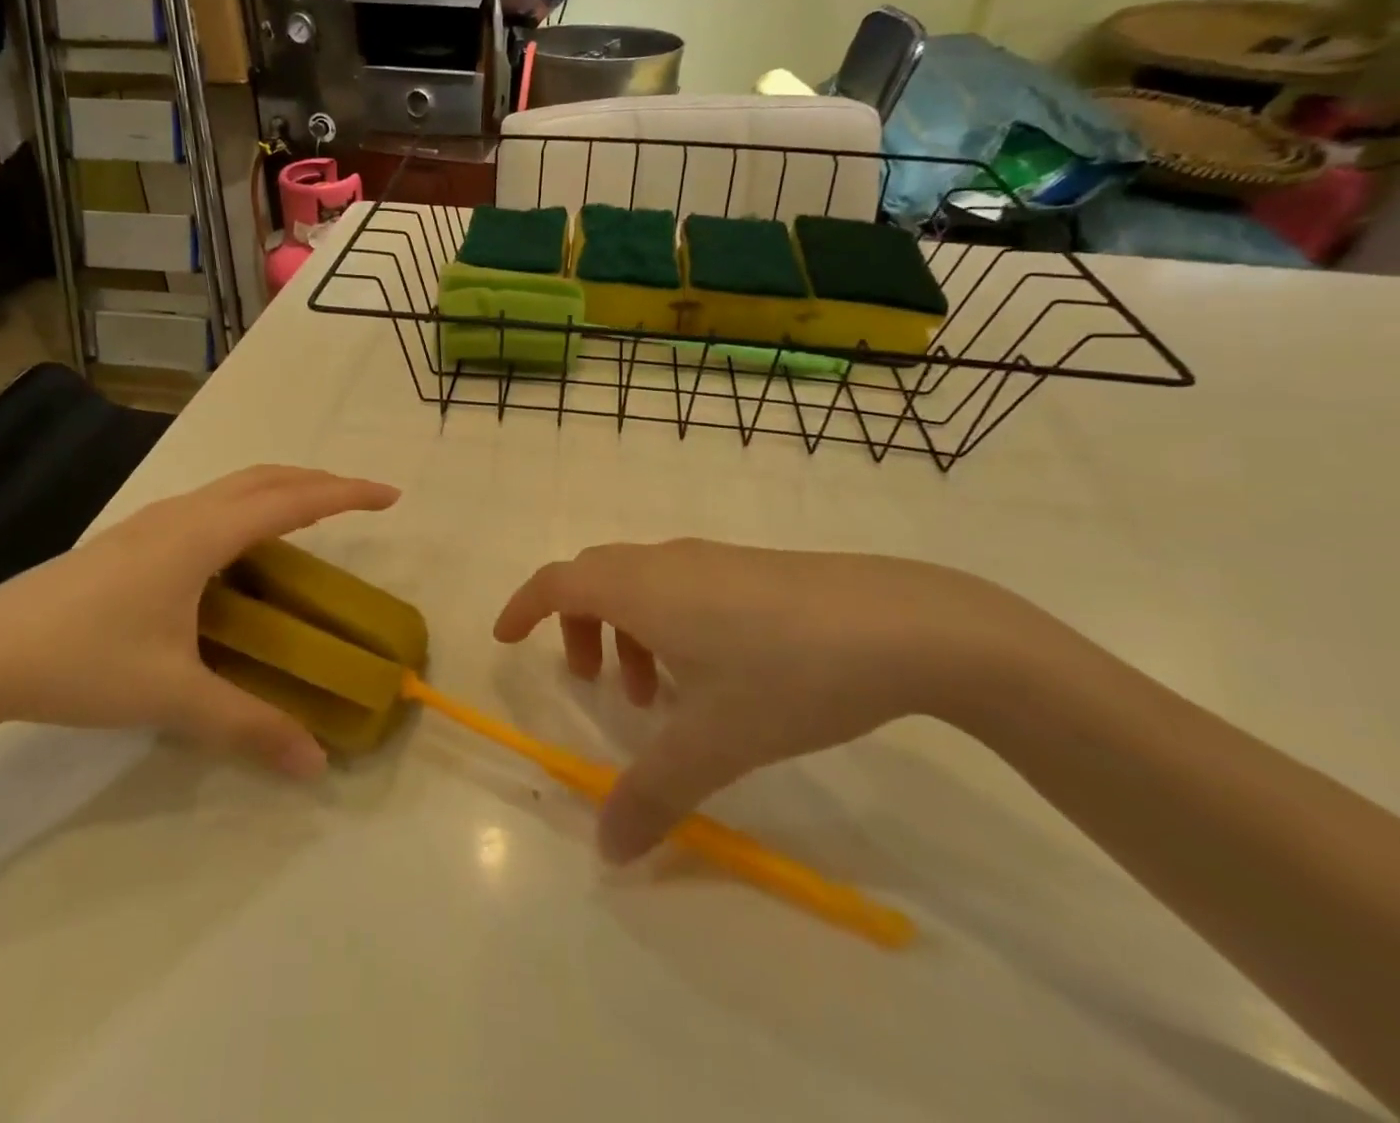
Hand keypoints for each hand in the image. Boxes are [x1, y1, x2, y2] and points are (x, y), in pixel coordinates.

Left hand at [0, 466, 399, 777]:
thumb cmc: (81, 663)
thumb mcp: (172, 697)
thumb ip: (248, 727)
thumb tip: (316, 764)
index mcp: (200, 537)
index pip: (291, 500)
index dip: (345, 493)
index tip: (390, 495)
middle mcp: (181, 514)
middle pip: (265, 477)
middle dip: (319, 481)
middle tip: (359, 501)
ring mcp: (150, 522)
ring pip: (232, 486)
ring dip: (280, 489)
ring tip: (311, 517)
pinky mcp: (130, 538)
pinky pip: (209, 504)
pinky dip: (247, 507)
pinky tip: (240, 551)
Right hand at [495, 540, 1062, 861]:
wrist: (903, 623)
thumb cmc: (786, 672)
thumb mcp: (715, 741)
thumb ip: (654, 795)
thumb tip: (607, 850)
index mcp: (639, 587)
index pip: (556, 580)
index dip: (523, 605)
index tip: (506, 638)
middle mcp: (665, 561)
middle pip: (594, 578)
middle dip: (577, 625)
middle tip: (592, 682)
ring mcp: (711, 559)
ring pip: (641, 583)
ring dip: (627, 629)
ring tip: (657, 695)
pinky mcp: (751, 568)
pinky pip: (680, 586)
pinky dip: (667, 623)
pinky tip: (712, 675)